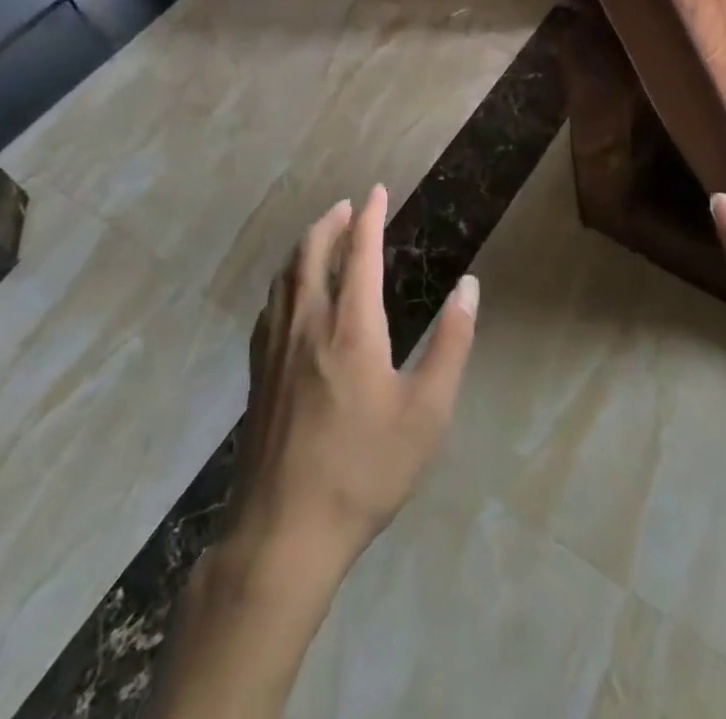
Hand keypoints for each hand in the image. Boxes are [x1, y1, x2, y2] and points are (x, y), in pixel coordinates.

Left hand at [227, 185, 478, 572]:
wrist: (283, 535)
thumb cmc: (365, 471)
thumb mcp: (427, 413)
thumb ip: (451, 343)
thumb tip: (469, 286)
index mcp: (351, 328)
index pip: (358, 253)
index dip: (369, 217)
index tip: (377, 191)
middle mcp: (308, 325)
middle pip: (312, 254)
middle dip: (331, 222)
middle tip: (348, 205)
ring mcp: (275, 350)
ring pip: (285, 277)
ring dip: (305, 245)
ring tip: (321, 234)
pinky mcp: (257, 376)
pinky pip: (269, 307)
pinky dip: (284, 281)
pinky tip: (288, 293)